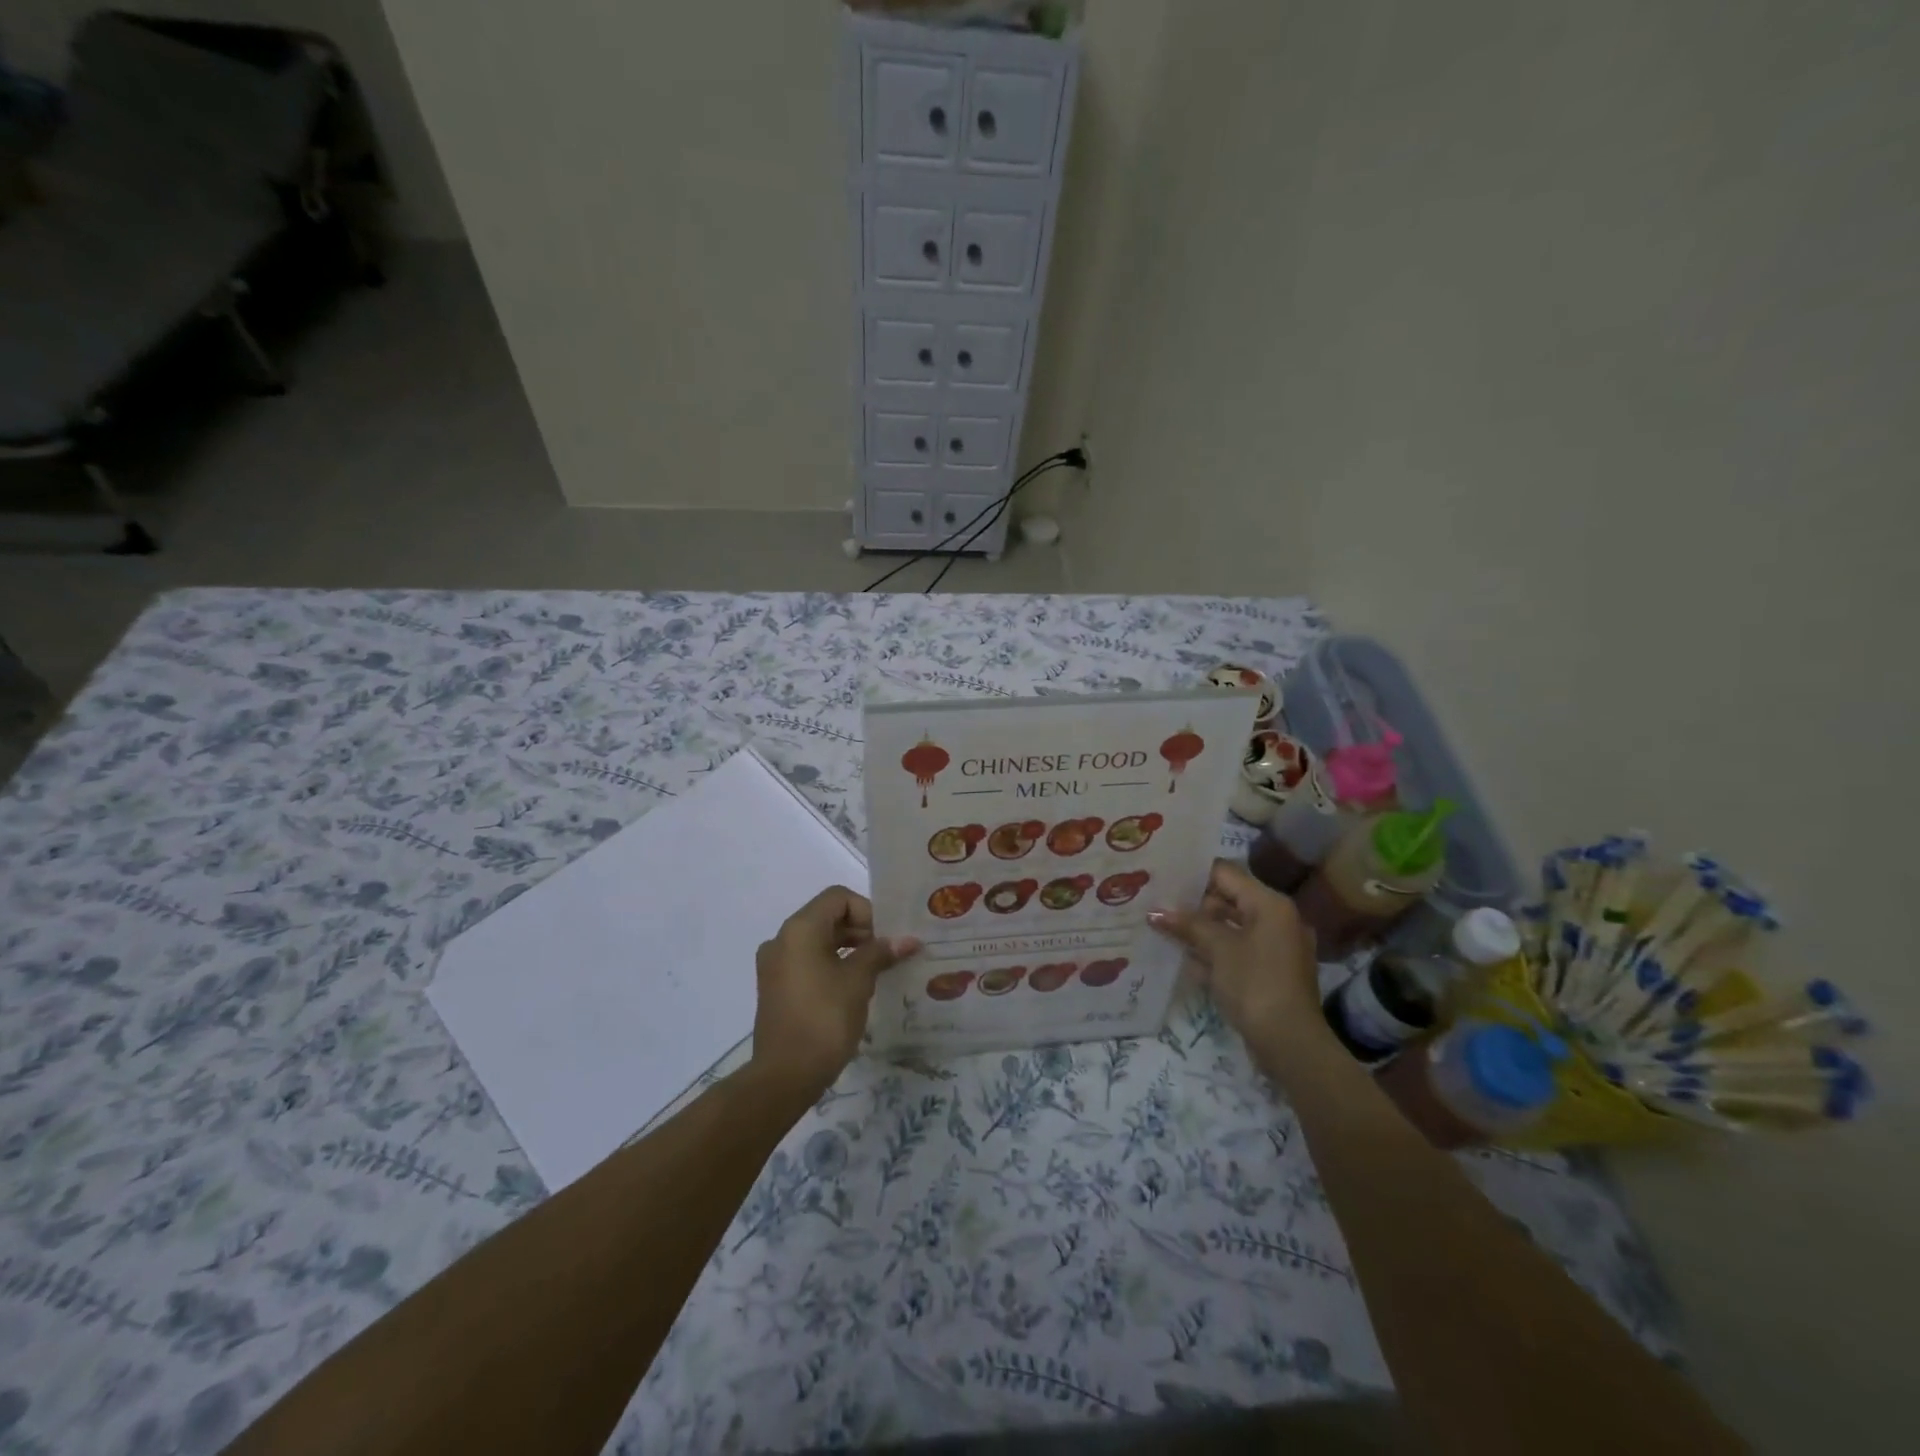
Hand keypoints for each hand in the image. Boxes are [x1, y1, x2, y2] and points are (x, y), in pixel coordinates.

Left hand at [751, 887, 919, 1098]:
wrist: (784, 1076)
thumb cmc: (824, 1019)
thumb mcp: (858, 981)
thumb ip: (881, 953)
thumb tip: (908, 939)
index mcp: (800, 929)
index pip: (838, 898)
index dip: (866, 912)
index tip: (884, 940)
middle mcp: (782, 939)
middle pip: (827, 917)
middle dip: (860, 930)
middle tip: (887, 955)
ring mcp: (775, 964)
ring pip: (818, 941)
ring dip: (848, 948)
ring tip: (875, 972)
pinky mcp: (775, 987)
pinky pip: (808, 962)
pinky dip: (831, 965)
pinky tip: (853, 989)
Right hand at [1149, 860, 1324, 1054]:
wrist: (1290, 1043)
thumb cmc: (1255, 984)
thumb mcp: (1218, 949)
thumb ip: (1188, 925)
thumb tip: (1155, 912)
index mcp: (1270, 904)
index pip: (1226, 874)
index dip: (1193, 876)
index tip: (1163, 880)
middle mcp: (1278, 918)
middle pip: (1229, 899)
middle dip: (1195, 906)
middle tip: (1159, 908)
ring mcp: (1277, 946)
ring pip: (1232, 927)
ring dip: (1202, 931)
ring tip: (1166, 932)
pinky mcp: (1271, 971)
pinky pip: (1239, 949)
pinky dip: (1216, 951)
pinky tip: (1188, 960)